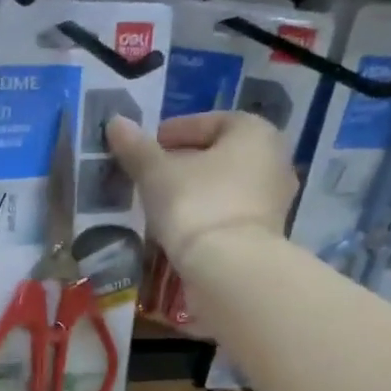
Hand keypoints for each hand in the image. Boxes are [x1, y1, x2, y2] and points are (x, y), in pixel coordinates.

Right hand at [107, 112, 297, 262]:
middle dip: (184, 163)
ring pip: (224, 186)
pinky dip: (205, 215)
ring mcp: (274, 200)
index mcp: (254, 132)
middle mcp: (274, 160)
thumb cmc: (195, 204)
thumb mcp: (156, 173)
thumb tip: (116, 123)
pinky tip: (180, 227)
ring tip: (160, 204)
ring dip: (195, 191)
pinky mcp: (265, 234)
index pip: (208, 122)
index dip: (173, 132)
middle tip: (150, 176)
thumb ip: (136, 148)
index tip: (147, 149)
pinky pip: (228, 214)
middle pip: (219, 155)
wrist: (228, 269)